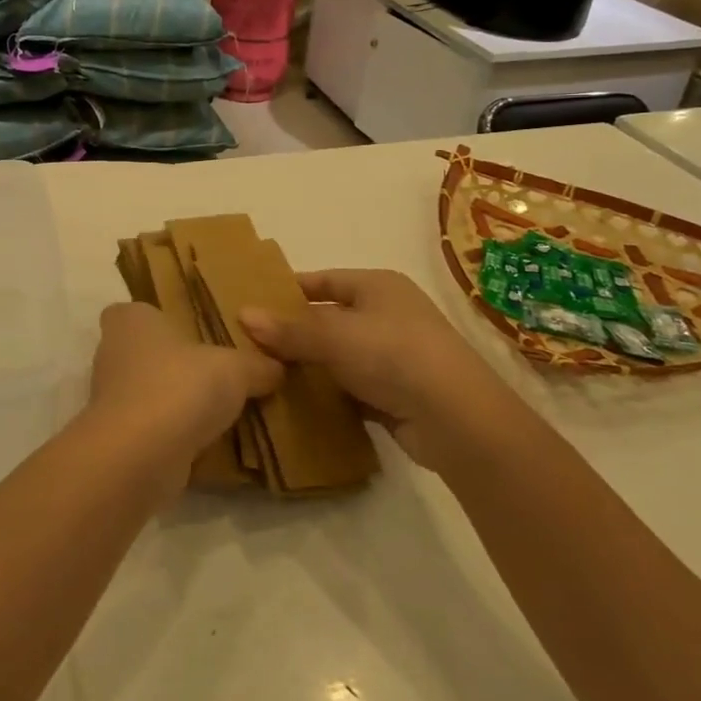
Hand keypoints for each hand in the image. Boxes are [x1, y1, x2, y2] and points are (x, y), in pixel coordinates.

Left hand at [84, 302, 279, 495]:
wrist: (139, 457)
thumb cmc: (180, 387)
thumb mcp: (236, 369)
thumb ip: (257, 365)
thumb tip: (277, 368)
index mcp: (131, 320)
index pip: (138, 311)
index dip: (161, 319)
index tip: (193, 332)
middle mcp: (112, 353)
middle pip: (145, 353)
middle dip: (175, 363)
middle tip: (217, 372)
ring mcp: (110, 398)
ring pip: (148, 392)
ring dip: (174, 402)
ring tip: (219, 411)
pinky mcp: (118, 437)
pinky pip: (151, 428)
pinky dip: (172, 434)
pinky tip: (205, 443)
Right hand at [240, 270, 505, 473]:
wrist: (457, 419)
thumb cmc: (393, 355)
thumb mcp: (334, 336)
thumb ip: (288, 329)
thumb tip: (243, 315)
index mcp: (378, 286)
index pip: (324, 280)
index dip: (289, 289)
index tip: (253, 302)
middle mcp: (388, 315)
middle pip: (330, 319)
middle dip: (294, 332)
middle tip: (251, 344)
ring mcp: (395, 356)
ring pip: (339, 356)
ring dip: (310, 366)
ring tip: (265, 375)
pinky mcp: (397, 394)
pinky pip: (352, 388)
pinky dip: (329, 394)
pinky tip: (298, 404)